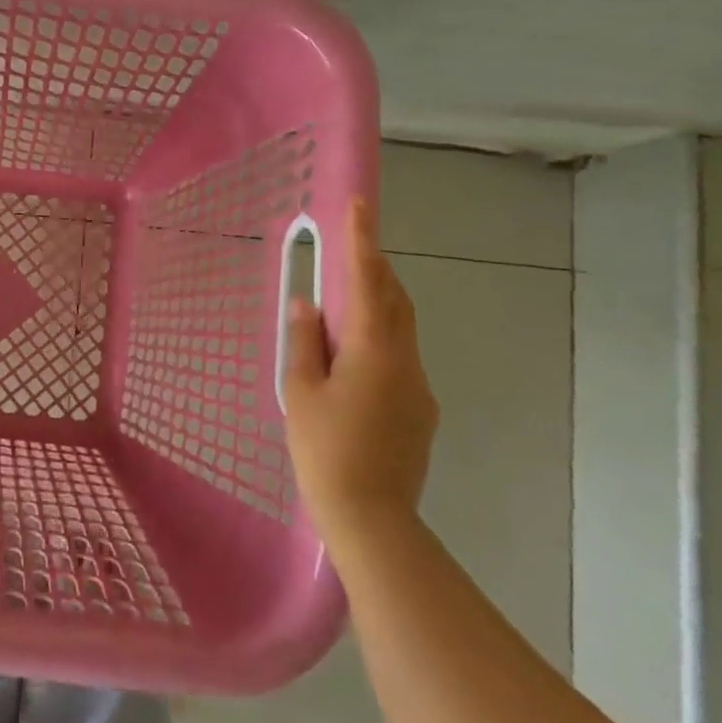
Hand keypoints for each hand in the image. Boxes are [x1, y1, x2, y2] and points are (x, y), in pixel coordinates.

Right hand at [282, 198, 439, 549]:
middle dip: (375, 269)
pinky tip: (353, 361)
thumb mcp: (301, 392)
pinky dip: (379, 340)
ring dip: (378, 304)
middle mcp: (405, 360)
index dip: (363, 240)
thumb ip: (304, 342)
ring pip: (400, 329)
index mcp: (373, 349)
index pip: (369, 281)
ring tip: (344, 302)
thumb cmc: (324, 450)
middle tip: (350, 249)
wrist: (371, 517)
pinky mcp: (420, 410)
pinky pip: (400, 358)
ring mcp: (418, 386)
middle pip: (395, 300)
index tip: (360, 205)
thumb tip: (307, 305)